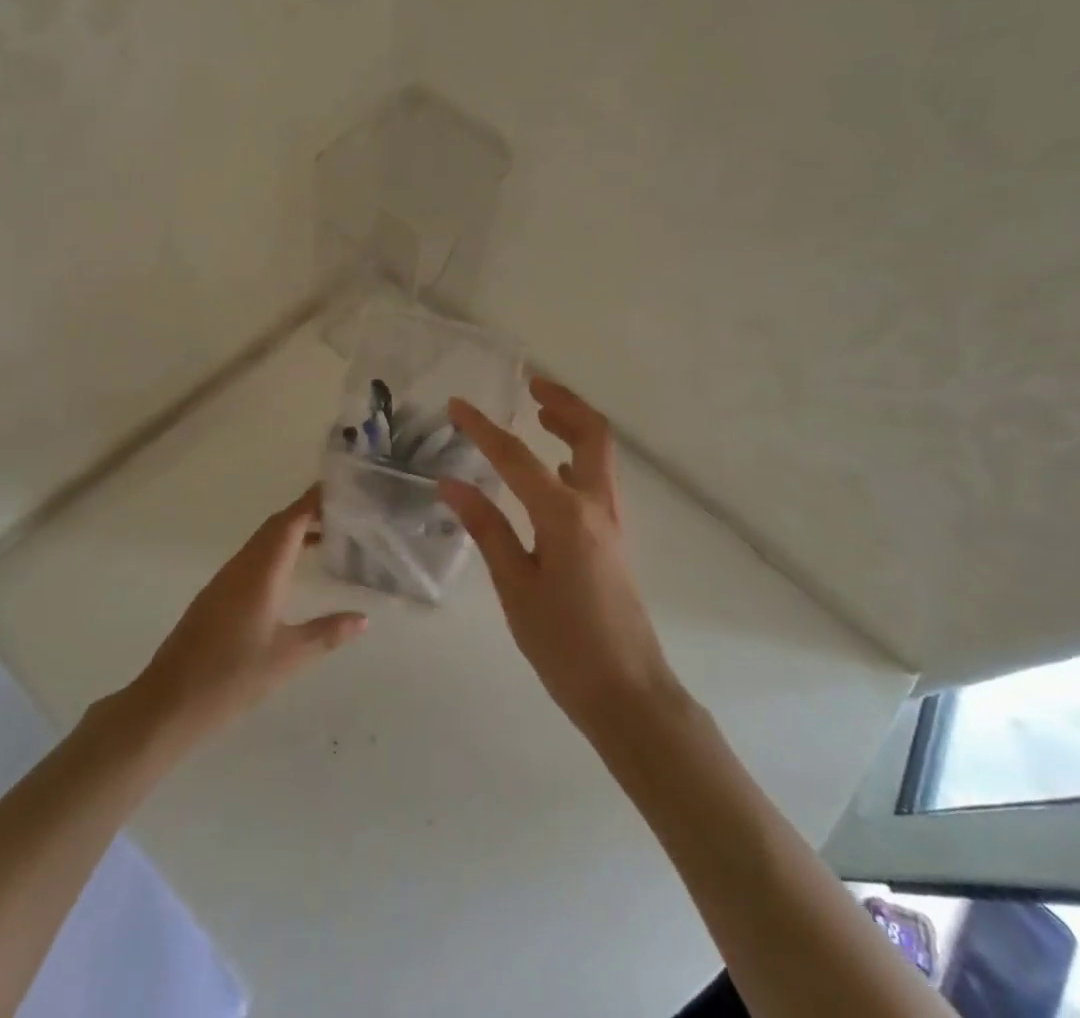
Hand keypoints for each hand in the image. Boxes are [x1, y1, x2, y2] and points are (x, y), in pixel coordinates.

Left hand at [130, 486, 367, 743]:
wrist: (168, 703)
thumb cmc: (232, 676)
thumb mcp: (288, 657)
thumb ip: (327, 633)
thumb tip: (363, 618)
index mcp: (262, 570)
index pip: (291, 521)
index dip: (314, 501)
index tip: (341, 488)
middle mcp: (243, 565)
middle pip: (277, 525)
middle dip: (308, 512)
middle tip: (343, 511)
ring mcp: (226, 580)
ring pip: (263, 542)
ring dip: (293, 532)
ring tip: (328, 537)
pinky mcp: (217, 596)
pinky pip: (253, 559)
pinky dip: (278, 553)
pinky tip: (292, 574)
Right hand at [440, 378, 678, 734]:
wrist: (628, 694)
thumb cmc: (564, 645)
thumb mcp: (515, 587)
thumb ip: (487, 528)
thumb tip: (451, 483)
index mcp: (565, 516)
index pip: (516, 457)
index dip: (483, 428)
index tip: (457, 405)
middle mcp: (595, 506)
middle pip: (591, 433)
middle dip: (563, 403)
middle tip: (532, 386)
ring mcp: (611, 521)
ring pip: (599, 453)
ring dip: (573, 425)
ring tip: (539, 413)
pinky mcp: (613, 538)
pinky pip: (598, 479)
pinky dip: (576, 457)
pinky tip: (551, 469)